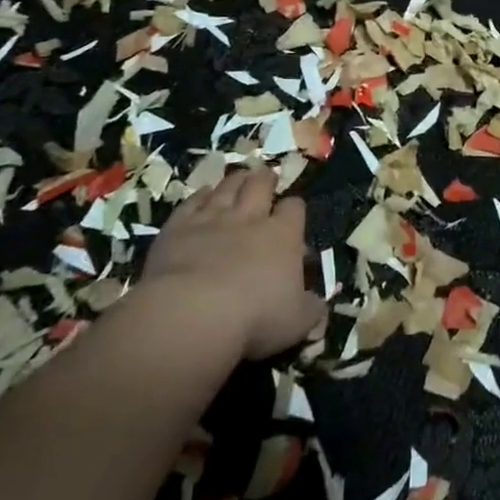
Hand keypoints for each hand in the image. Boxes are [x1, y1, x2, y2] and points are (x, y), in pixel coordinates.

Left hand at [137, 167, 325, 361]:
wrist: (193, 313)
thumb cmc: (255, 318)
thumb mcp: (297, 322)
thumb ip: (312, 310)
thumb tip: (320, 306)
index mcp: (283, 235)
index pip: (294, 208)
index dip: (294, 208)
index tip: (293, 213)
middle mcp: (249, 218)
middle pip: (260, 185)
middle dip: (265, 179)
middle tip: (266, 178)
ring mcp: (212, 219)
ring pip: (227, 187)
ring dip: (235, 181)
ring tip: (239, 177)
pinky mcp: (178, 227)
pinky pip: (191, 202)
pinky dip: (199, 196)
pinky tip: (201, 194)